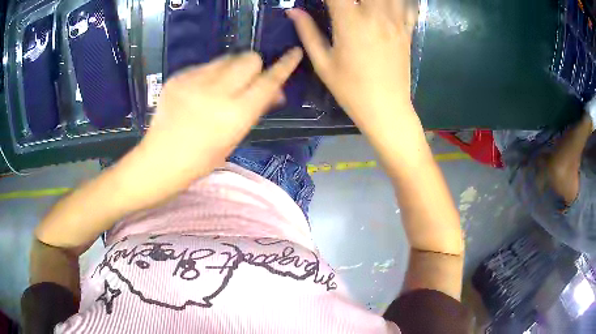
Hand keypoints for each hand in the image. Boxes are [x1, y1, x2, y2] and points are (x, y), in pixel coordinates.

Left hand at [137, 49, 302, 185]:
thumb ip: (256, 109)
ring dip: (231, 68)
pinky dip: (210, 74)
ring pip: (227, 58)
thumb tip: (276, 91)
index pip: (268, 81)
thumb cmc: (202, 158)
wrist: (161, 159)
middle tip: (245, 80)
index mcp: (235, 114)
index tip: (294, 53)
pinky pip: (205, 65)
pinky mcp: (178, 77)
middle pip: (249, 58)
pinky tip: (199, 91)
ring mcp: (194, 81)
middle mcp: (217, 92)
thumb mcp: (234, 137)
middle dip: (253, 66)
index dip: (284, 66)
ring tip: (220, 86)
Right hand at [288, 0, 416, 131]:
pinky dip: (400, 2)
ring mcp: (395, 22)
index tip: (322, 2)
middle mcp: (375, 15)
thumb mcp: (323, 63)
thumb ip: (308, 32)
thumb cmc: (351, 89)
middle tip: (342, 4)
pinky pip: (407, 6)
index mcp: (350, 22)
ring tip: (363, 6)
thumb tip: (293, 11)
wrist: (386, 108)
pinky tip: (387, 6)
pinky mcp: (407, 31)